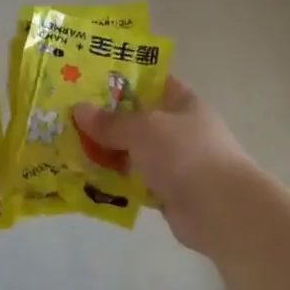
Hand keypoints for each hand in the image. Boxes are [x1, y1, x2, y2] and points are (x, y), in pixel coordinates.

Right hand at [73, 79, 258, 252]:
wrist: (221, 210)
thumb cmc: (185, 154)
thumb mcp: (143, 128)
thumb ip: (111, 121)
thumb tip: (79, 109)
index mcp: (183, 102)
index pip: (152, 81)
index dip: (124, 79)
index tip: (90, 81)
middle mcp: (180, 129)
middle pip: (138, 119)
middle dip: (107, 120)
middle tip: (69, 117)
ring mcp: (176, 162)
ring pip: (134, 152)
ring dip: (108, 154)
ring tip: (70, 150)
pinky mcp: (169, 192)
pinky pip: (136, 182)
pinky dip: (117, 182)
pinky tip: (88, 181)